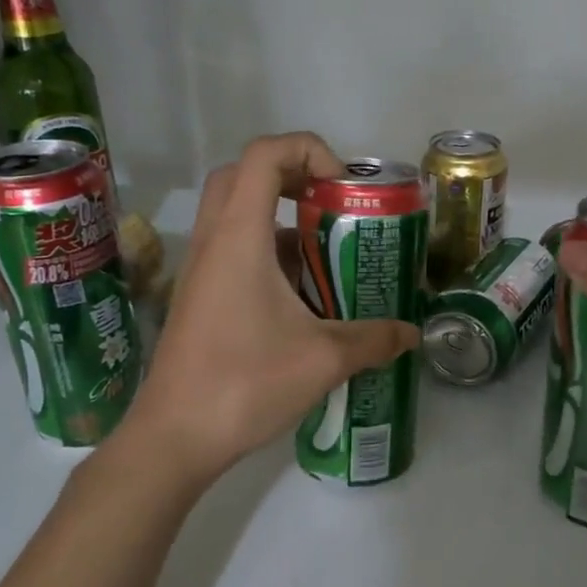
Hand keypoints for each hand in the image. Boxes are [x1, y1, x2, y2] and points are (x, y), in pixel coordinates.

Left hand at [116, 133, 418, 482]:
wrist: (175, 436)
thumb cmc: (246, 383)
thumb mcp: (324, 358)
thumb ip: (374, 339)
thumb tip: (412, 334)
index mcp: (239, 237)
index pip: (264, 155)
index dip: (307, 150)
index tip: (341, 187)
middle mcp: (214, 241)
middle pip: (244, 174)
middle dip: (292, 175)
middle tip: (331, 206)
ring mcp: (201, 270)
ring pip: (235, 213)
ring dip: (279, 217)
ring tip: (325, 250)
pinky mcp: (199, 297)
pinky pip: (233, 249)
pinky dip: (267, 252)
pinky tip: (302, 295)